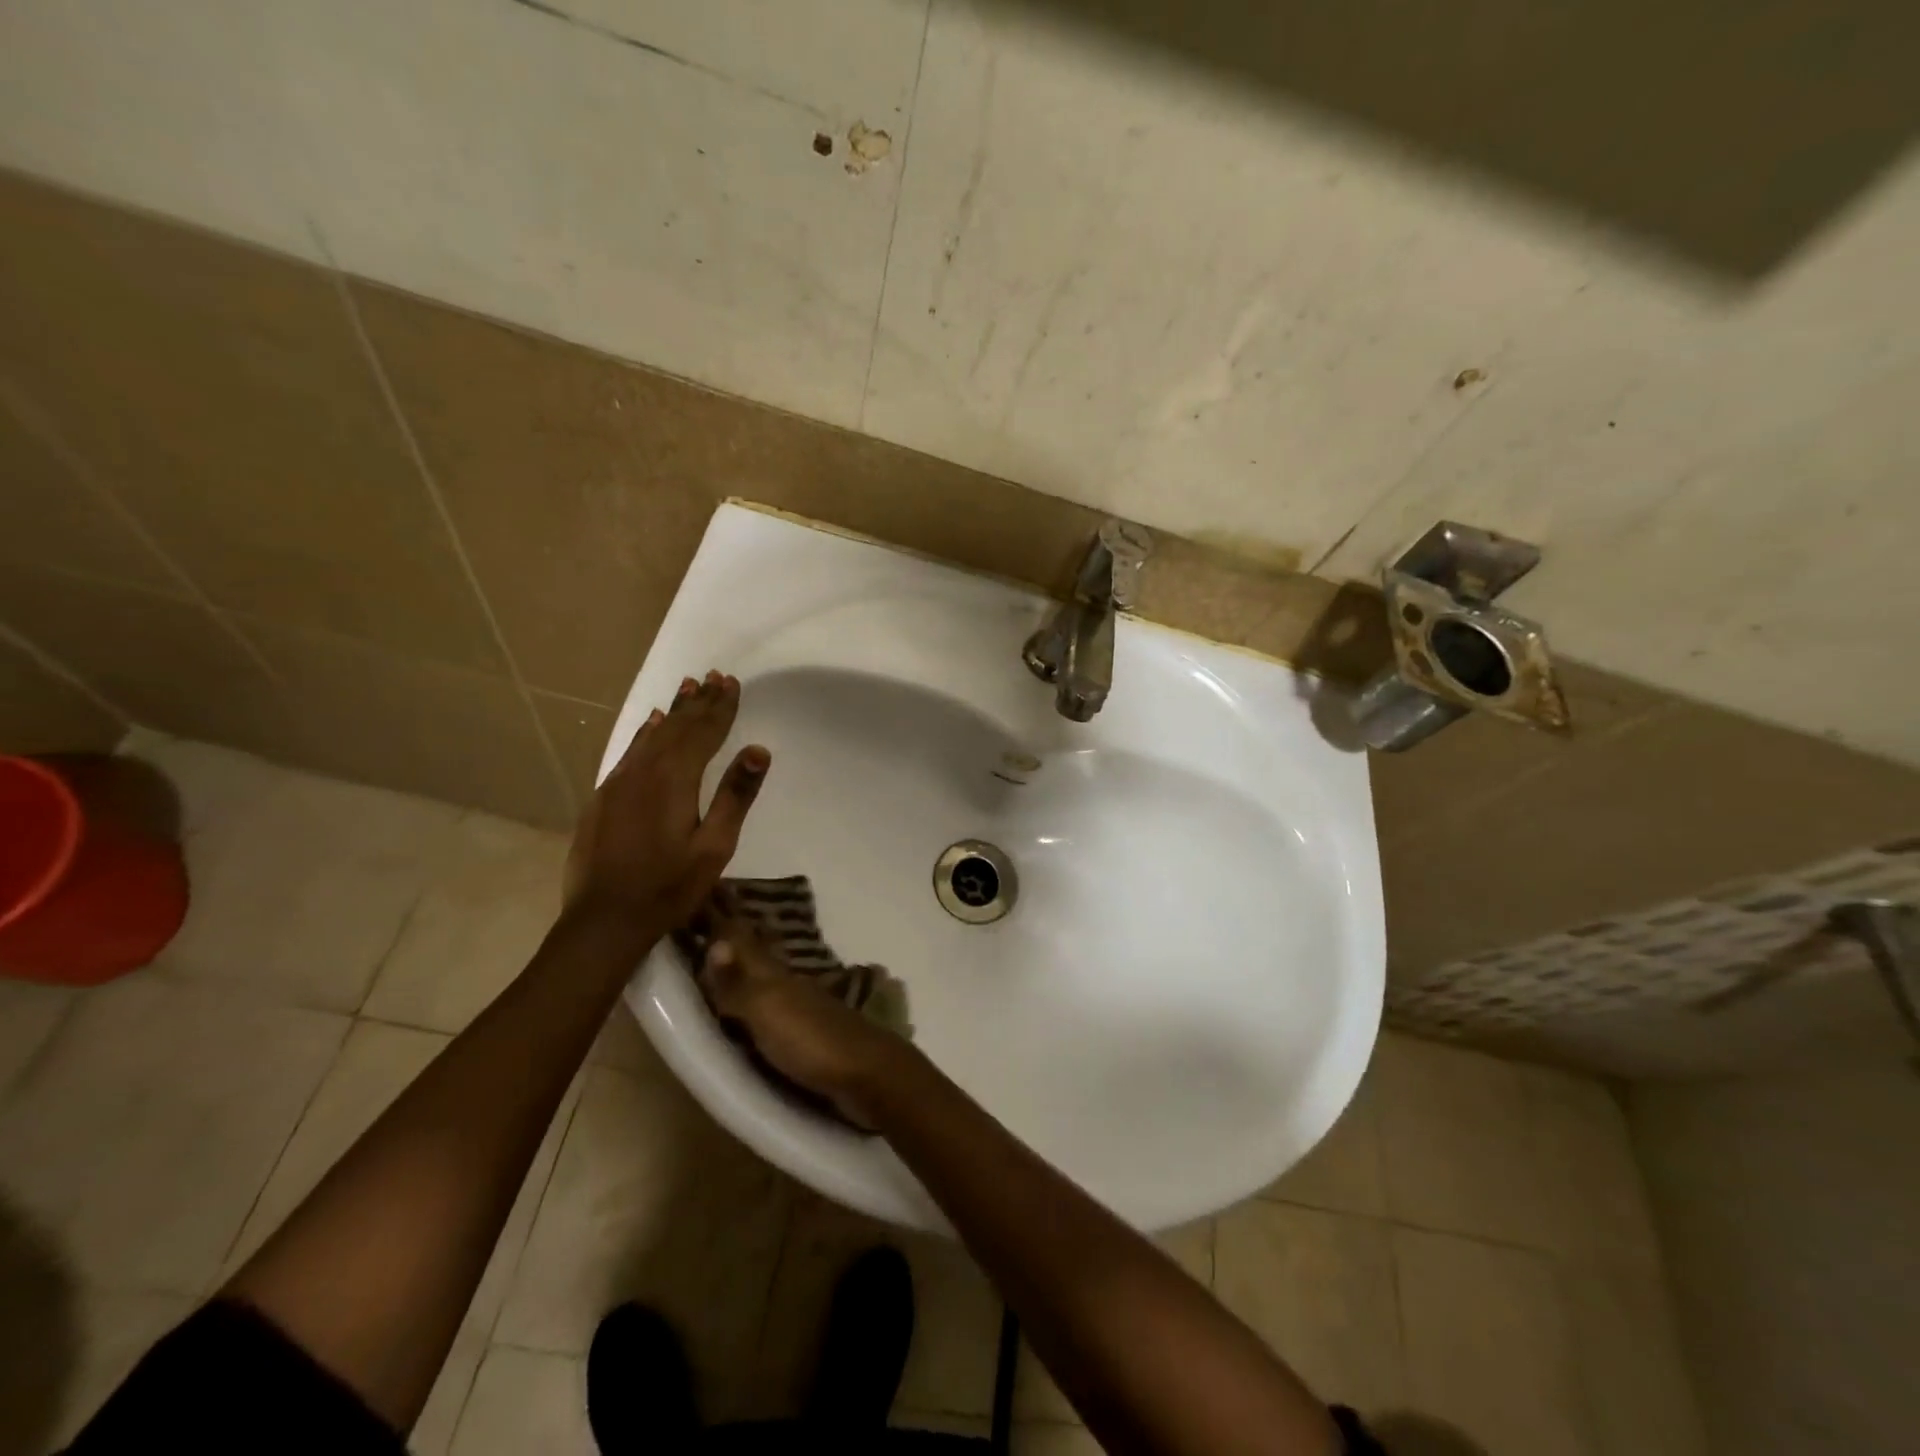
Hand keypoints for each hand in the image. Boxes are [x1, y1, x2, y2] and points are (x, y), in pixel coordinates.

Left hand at [564, 671, 769, 933]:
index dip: (720, 707)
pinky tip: (651, 724)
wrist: (603, 920)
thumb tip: (759, 750)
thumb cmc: (668, 887)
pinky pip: (631, 751)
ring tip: (688, 688)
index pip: (703, 732)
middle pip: (677, 727)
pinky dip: (646, 733)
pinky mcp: (603, 797)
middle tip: (715, 676)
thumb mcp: (714, 847)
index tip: (732, 682)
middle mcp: (644, 771)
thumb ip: (735, 796)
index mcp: (674, 780)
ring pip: (651, 735)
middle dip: (699, 702)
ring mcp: (618, 783)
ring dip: (673, 711)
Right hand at [695, 901, 905, 1128]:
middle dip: (735, 927)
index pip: (740, 937)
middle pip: (756, 947)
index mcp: (772, 974)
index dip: (722, 915)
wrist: (866, 1074)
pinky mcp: (806, 1029)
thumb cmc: (811, 1041)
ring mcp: (799, 1003)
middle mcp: (785, 980)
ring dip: (748, 955)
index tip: (706, 885)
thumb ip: (738, 982)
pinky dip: (761, 985)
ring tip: (731, 943)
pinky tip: (761, 991)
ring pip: (766, 969)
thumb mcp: (768, 1011)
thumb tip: (713, 942)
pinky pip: (775, 996)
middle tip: (717, 902)